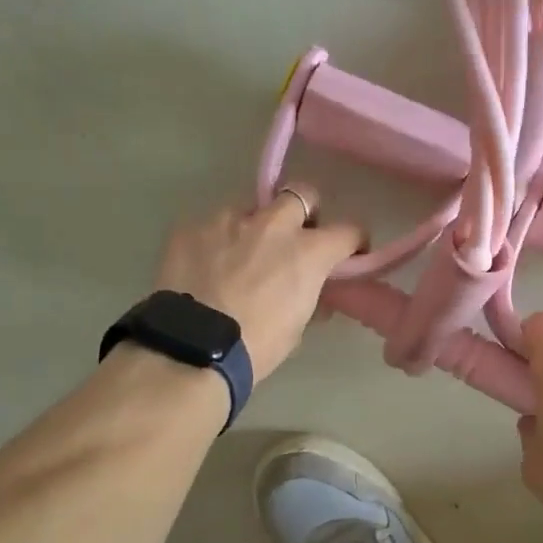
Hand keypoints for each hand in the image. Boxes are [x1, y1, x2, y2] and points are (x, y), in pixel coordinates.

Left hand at [152, 186, 364, 381]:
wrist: (194, 349)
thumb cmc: (256, 347)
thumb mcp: (296, 326)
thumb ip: (309, 296)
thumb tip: (311, 289)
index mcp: (308, 251)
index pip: (348, 230)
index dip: (351, 242)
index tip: (347, 253)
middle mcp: (272, 224)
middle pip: (301, 194)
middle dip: (303, 212)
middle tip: (294, 238)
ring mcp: (228, 220)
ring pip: (250, 209)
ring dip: (253, 228)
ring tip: (238, 258)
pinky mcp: (191, 226)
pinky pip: (211, 225)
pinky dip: (215, 242)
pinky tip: (205, 267)